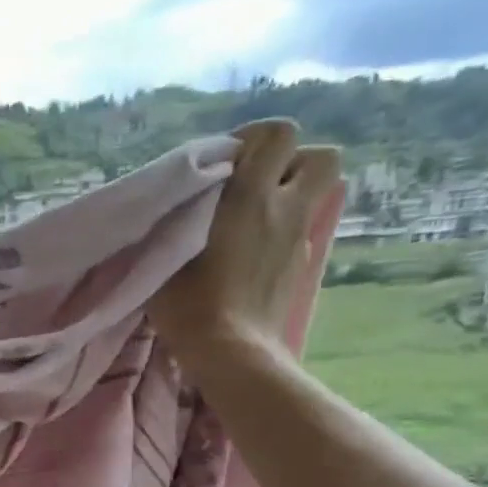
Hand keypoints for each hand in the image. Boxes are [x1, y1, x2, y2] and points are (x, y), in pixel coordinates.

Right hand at [150, 119, 340, 367]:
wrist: (230, 352)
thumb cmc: (190, 302)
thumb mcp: (166, 253)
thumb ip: (181, 216)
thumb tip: (186, 201)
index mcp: (251, 196)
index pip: (279, 134)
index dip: (255, 139)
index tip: (224, 163)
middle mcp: (285, 210)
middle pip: (321, 157)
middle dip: (291, 163)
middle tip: (252, 185)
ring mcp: (299, 240)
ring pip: (314, 195)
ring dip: (289, 197)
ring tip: (252, 219)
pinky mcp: (300, 268)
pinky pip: (299, 232)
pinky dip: (280, 233)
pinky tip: (250, 256)